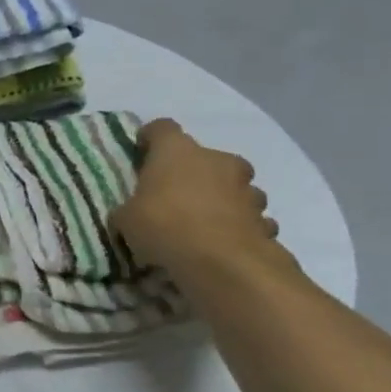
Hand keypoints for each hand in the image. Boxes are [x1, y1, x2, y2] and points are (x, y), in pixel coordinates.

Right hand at [112, 118, 289, 277]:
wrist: (222, 263)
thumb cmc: (164, 226)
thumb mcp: (125, 219)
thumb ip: (129, 210)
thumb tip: (131, 214)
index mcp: (177, 151)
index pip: (162, 128)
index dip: (151, 139)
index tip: (142, 154)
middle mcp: (217, 160)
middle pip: (206, 157)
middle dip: (195, 173)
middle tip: (176, 195)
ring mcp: (247, 189)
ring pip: (234, 187)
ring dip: (222, 199)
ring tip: (204, 225)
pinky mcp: (265, 220)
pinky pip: (250, 219)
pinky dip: (239, 227)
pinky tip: (224, 245)